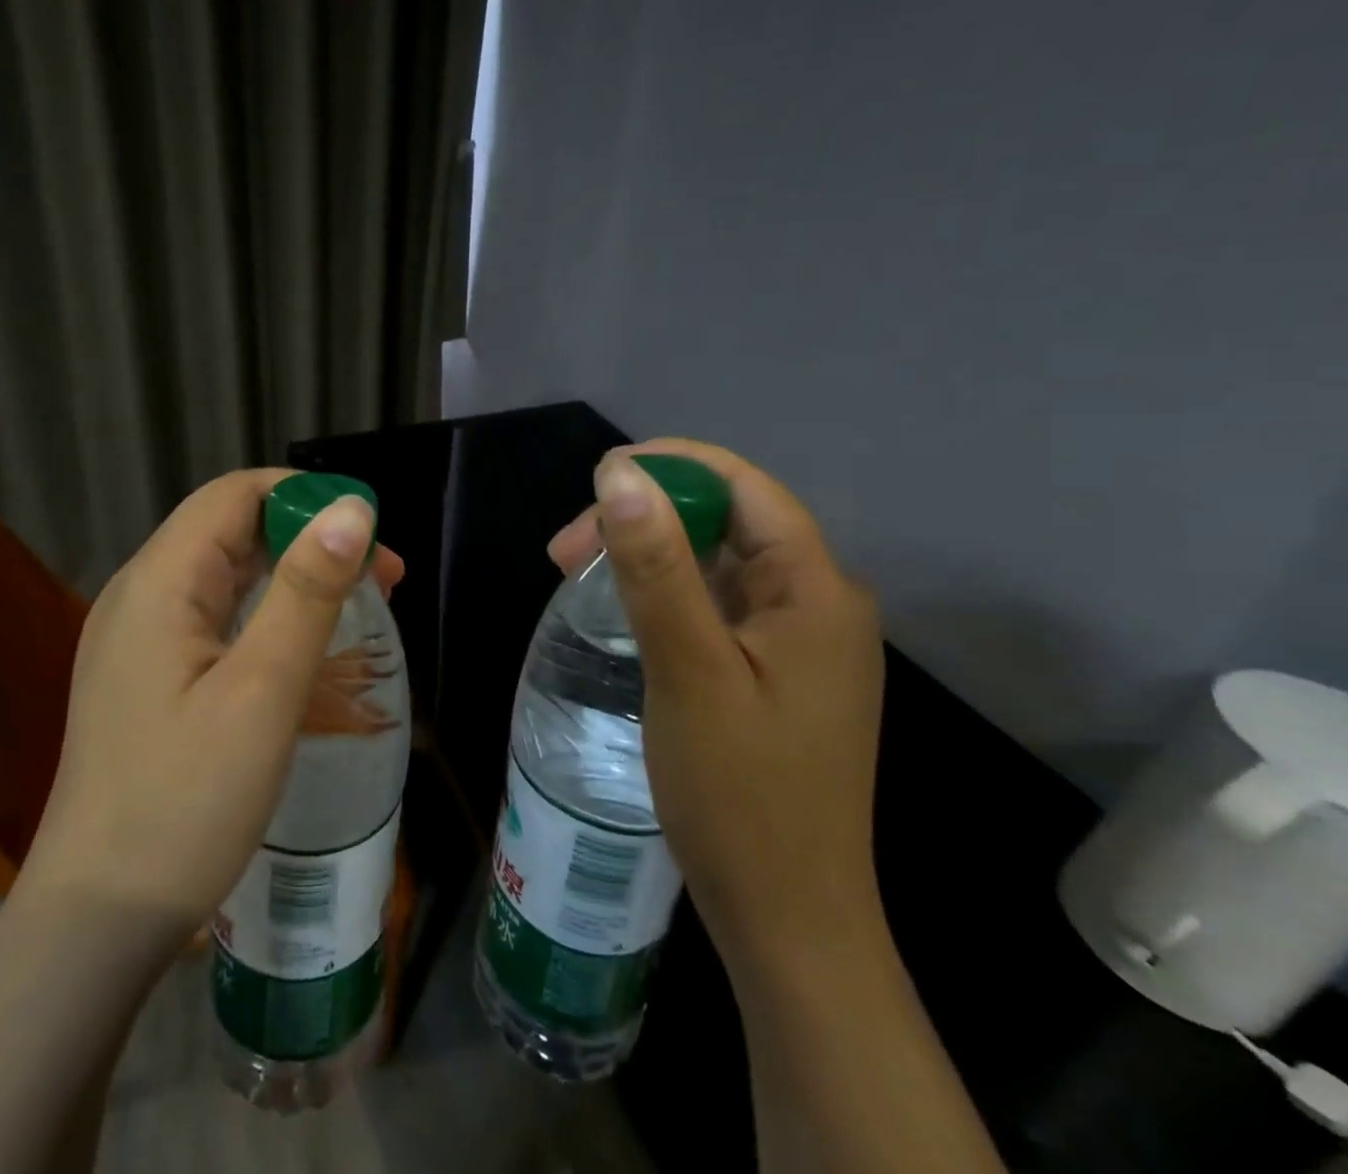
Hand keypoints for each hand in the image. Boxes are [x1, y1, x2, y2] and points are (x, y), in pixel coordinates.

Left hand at [21, 469, 400, 934]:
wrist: (97, 921)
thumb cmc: (186, 803)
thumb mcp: (262, 690)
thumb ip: (307, 591)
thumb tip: (351, 509)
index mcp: (158, 581)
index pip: (236, 494)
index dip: (307, 499)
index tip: (371, 539)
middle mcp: (139, 594)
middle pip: (230, 530)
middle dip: (308, 539)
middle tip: (382, 582)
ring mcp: (135, 638)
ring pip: (224, 575)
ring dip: (291, 578)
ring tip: (355, 610)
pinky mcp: (143, 676)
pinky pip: (211, 618)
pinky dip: (263, 615)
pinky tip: (298, 649)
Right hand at [549, 439, 884, 970]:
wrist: (787, 919)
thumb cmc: (740, 796)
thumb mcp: (688, 671)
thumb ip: (657, 568)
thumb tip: (619, 476)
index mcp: (817, 591)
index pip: (746, 488)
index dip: (672, 466)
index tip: (597, 479)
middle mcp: (819, 603)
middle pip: (727, 522)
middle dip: (646, 518)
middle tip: (566, 551)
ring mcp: (799, 641)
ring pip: (716, 563)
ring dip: (648, 555)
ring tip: (577, 574)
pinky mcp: (775, 672)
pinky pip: (717, 605)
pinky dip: (665, 593)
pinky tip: (622, 610)